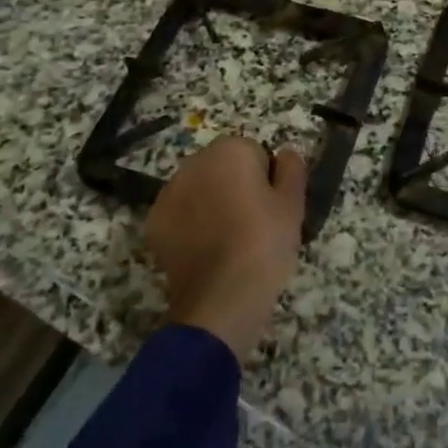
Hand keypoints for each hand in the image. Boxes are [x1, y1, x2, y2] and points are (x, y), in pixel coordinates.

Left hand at [146, 135, 305, 361]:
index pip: (256, 154)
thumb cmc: (265, 242)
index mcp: (230, 150)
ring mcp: (168, 193)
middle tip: (253, 223)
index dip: (266, 180)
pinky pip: (180, 215)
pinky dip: (190, 226)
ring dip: (211, 204)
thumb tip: (285, 154)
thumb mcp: (294, 203)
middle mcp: (194, 162)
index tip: (271, 208)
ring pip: (199, 189)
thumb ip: (292, 167)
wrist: (222, 298)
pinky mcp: (153, 223)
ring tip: (228, 240)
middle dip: (235, 186)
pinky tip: (205, 251)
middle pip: (223, 167)